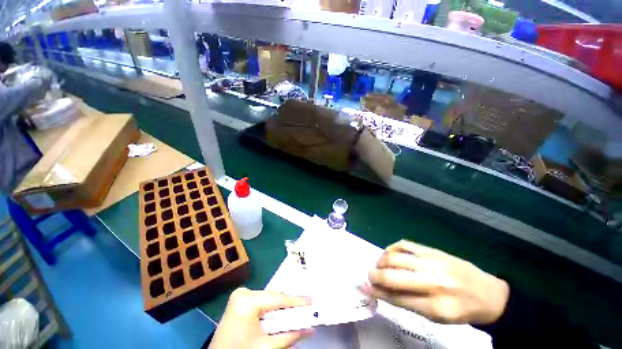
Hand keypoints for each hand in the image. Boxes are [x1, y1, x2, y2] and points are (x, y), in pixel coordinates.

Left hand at [209, 288, 314, 348]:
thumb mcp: (267, 347)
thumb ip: (290, 336)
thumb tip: (311, 329)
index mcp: (247, 301)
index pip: (278, 299)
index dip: (296, 301)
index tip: (312, 301)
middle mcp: (243, 293)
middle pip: (273, 297)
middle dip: (289, 304)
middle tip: (306, 307)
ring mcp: (240, 295)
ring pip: (268, 299)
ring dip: (281, 307)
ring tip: (296, 311)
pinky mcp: (239, 300)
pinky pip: (261, 302)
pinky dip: (271, 309)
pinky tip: (281, 314)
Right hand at [360, 240, 508, 324]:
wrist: (488, 294)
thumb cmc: (461, 310)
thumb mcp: (437, 317)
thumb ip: (407, 303)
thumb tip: (381, 292)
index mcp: (437, 307)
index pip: (397, 298)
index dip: (377, 293)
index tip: (365, 288)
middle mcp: (434, 283)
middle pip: (393, 277)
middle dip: (375, 276)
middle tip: (369, 276)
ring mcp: (433, 262)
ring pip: (395, 258)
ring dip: (381, 261)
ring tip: (379, 265)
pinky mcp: (432, 250)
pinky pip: (404, 244)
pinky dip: (391, 248)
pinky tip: (389, 254)